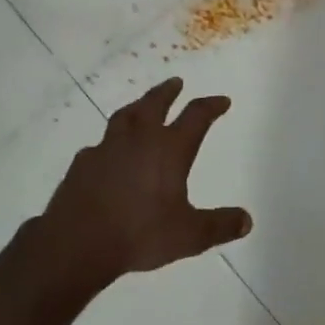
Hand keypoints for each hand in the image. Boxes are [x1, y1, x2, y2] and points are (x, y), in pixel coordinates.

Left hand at [39, 77, 250, 287]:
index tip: (221, 101)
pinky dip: (110, 142)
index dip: (211, 106)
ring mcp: (107, 148)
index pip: (196, 117)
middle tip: (176, 83)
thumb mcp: (189, 235)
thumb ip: (219, 226)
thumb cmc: (140, 233)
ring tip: (141, 105)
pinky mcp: (83, 162)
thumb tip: (246, 220)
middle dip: (168, 92)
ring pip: (125, 116)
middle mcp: (139, 139)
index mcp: (169, 149)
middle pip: (155, 104)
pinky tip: (108, 151)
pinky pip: (100, 144)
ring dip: (137, 107)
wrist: (78, 241)